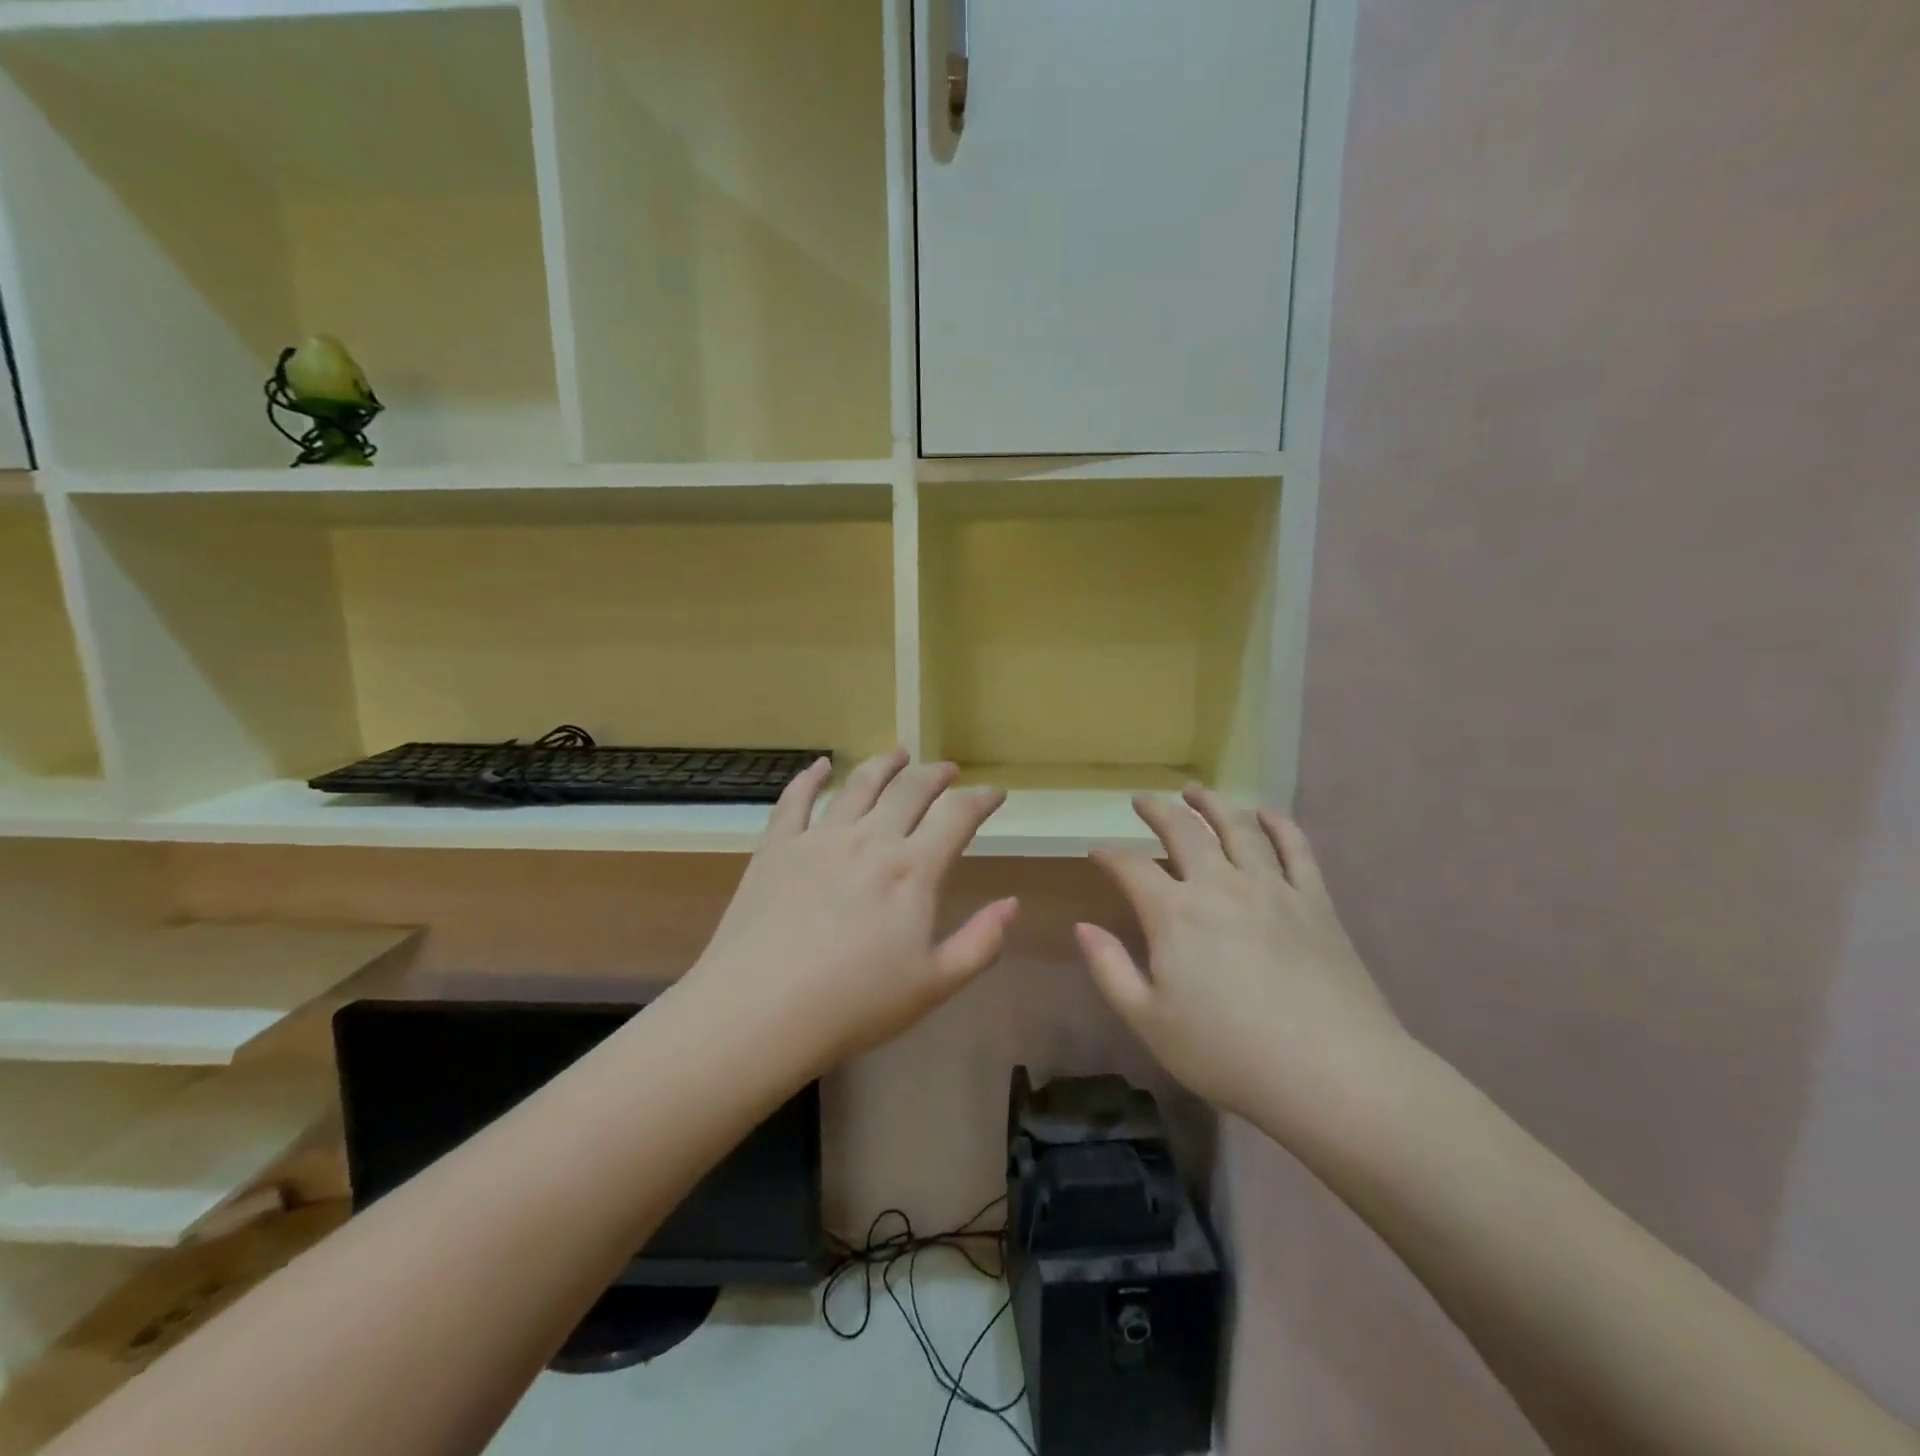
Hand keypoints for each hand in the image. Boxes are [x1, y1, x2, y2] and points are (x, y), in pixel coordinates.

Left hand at [680, 750, 1017, 1077]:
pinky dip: (811, 777)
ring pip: (859, 784)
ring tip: (899, 754)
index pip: (957, 816)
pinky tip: (821, 765)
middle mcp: (871, 839)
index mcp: (913, 870)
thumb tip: (1012, 903)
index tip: (994, 794)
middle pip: (910, 790)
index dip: (981, 800)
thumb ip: (981, 942)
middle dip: (936, 775)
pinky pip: (796, 799)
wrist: (760, 1011)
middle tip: (948, 770)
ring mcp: (820, 838)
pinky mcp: (777, 846)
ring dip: (884, 765)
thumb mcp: (934, 984)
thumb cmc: (854, 1005)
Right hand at [1076, 787, 1406, 1125]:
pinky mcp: (1314, 901)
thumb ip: (1110, 970)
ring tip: (1196, 791)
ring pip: (1237, 827)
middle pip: (1183, 831)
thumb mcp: (1150, 1022)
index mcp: (1174, 914)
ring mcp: (1272, 888)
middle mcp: (1220, 885)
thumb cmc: (1228, 1054)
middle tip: (1143, 800)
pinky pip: (1296, 848)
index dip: (1109, 855)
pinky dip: (1279, 824)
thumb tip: (1082, 927)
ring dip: (1212, 804)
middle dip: (1157, 811)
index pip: (1131, 867)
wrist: (1332, 1074)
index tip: (1096, 850)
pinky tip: (1266, 813)